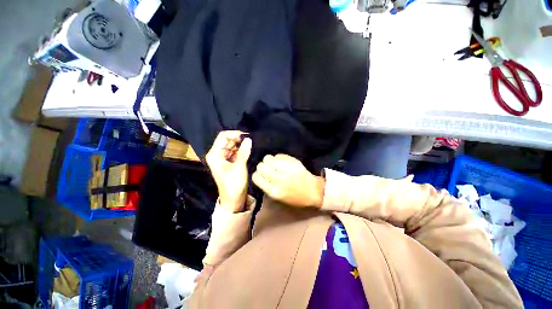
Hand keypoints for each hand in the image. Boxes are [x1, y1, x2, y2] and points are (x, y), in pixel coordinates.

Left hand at [206, 131, 251, 211]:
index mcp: (215, 154)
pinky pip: (235, 152)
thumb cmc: (233, 184)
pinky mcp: (230, 162)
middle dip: (238, 139)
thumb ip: (244, 151)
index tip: (246, 136)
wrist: (233, 199)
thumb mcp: (239, 166)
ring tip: (251, 144)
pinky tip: (248, 149)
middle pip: (227, 141)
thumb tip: (249, 139)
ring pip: (232, 146)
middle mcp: (217, 154)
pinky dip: (241, 150)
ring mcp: (224, 158)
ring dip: (241, 144)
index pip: (223, 137)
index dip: (234, 134)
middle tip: (251, 140)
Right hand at [252, 154, 324, 207]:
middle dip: (262, 166)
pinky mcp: (293, 161)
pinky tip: (282, 162)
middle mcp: (278, 178)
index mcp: (274, 190)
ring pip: (268, 158)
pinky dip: (278, 158)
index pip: (256, 177)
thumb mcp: (278, 198)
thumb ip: (267, 186)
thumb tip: (260, 174)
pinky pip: (279, 155)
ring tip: (275, 164)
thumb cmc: (295, 198)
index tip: (260, 175)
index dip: (257, 175)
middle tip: (268, 168)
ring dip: (269, 160)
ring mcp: (286, 169)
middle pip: (261, 166)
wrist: (313, 191)